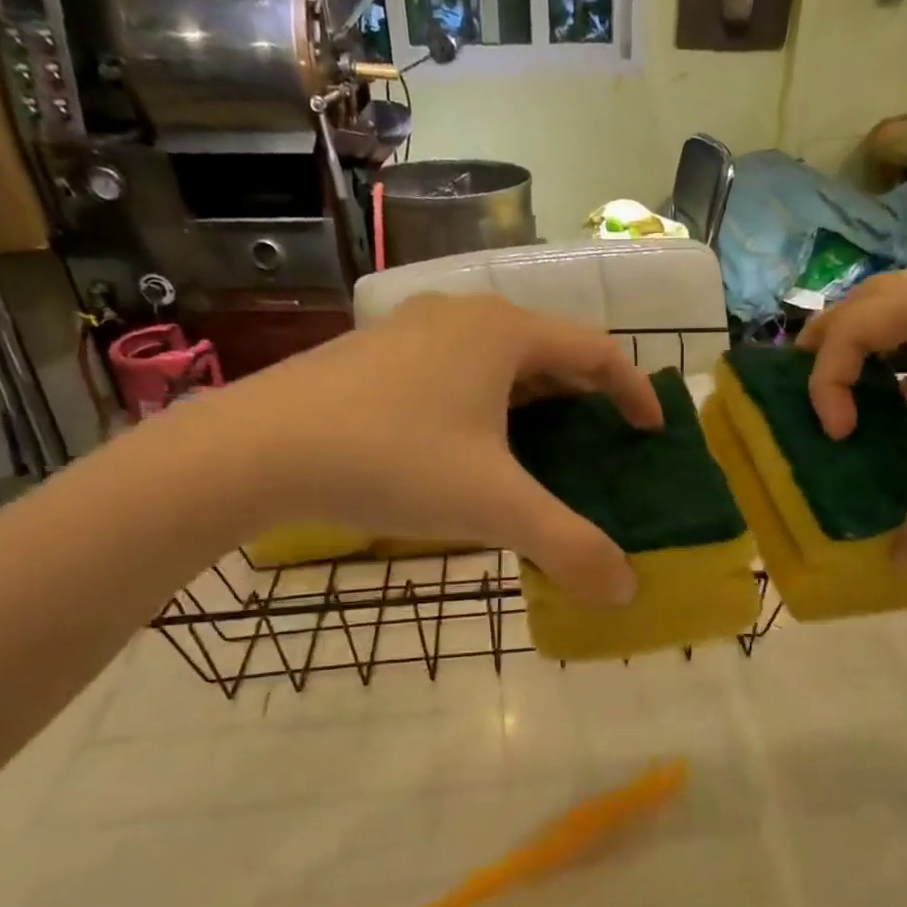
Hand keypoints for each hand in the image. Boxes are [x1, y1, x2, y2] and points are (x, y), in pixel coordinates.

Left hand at [179, 295, 661, 604]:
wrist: (256, 449)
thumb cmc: (393, 461)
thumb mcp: (493, 507)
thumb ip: (569, 546)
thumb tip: (625, 590)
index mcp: (505, 333)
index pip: (597, 351)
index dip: (634, 390)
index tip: (650, 431)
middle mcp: (464, 315)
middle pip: (549, 349)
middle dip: (583, 395)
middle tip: (599, 442)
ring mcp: (412, 329)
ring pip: (497, 358)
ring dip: (532, 398)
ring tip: (540, 446)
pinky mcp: (375, 352)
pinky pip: (455, 367)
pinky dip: (484, 400)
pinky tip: (466, 445)